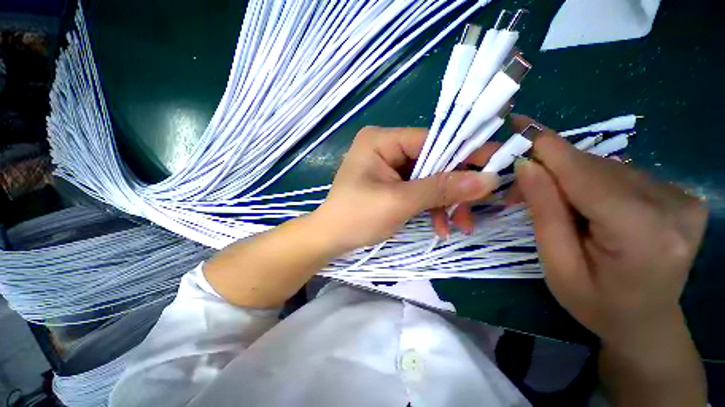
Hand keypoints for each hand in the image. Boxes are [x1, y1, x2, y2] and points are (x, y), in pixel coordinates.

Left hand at [312, 126, 499, 252]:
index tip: (495, 166)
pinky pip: (418, 190)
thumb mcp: (399, 202)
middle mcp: (385, 147)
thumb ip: (441, 189)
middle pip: (432, 160)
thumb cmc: (356, 217)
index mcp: (381, 140)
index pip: (432, 139)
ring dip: (444, 202)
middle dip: (452, 188)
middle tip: (473, 210)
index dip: (464, 153)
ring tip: (456, 226)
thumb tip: (489, 179)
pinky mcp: (390, 183)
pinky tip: (439, 225)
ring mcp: (388, 166)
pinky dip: (431, 207)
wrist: (330, 239)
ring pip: (428, 178)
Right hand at [513, 116, 708, 343]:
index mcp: (644, 234)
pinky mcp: (680, 195)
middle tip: (518, 186)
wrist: (645, 322)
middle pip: (596, 169)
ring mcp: (682, 198)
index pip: (586, 175)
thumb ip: (545, 212)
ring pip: (607, 168)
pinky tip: (581, 201)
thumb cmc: (596, 303)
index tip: (519, 123)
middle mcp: (673, 206)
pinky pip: (621, 175)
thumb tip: (527, 165)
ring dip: (568, 176)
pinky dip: (591, 181)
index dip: (548, 146)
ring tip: (546, 197)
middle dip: (550, 170)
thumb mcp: (557, 264)